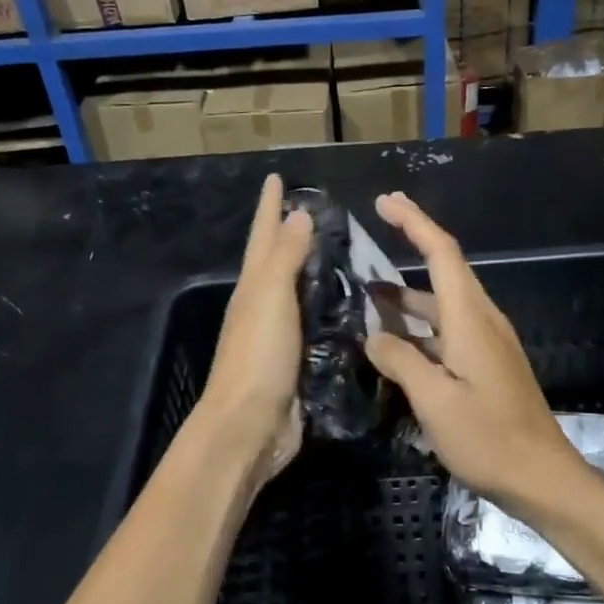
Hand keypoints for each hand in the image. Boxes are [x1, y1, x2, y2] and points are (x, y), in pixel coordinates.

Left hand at [196, 175, 314, 495]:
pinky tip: (353, 308)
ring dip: (316, 272)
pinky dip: (331, 311)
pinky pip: (317, 326)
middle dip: (292, 234)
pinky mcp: (299, 363)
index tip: (277, 177)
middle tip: (322, 210)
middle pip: (278, 261)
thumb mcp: (270, 297)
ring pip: (300, 293)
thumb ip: (285, 257)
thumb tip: (297, 214)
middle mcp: (263, 307)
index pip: (263, 236)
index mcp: (253, 287)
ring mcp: (280, 336)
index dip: (270, 206)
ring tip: (345, 253)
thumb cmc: (257, 356)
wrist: (250, 427)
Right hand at [364, 192, 581, 508]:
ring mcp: (488, 343)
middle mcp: (482, 320)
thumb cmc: (488, 437)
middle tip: (371, 235)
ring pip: (444, 303)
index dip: (414, 222)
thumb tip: (374, 336)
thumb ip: (400, 361)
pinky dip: (420, 324)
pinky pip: (448, 329)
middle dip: (411, 244)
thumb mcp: (434, 400)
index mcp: (470, 319)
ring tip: (368, 294)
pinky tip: (396, 341)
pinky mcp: (488, 364)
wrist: (542, 477)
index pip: (442, 253)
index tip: (386, 202)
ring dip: (409, 294)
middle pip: (445, 270)